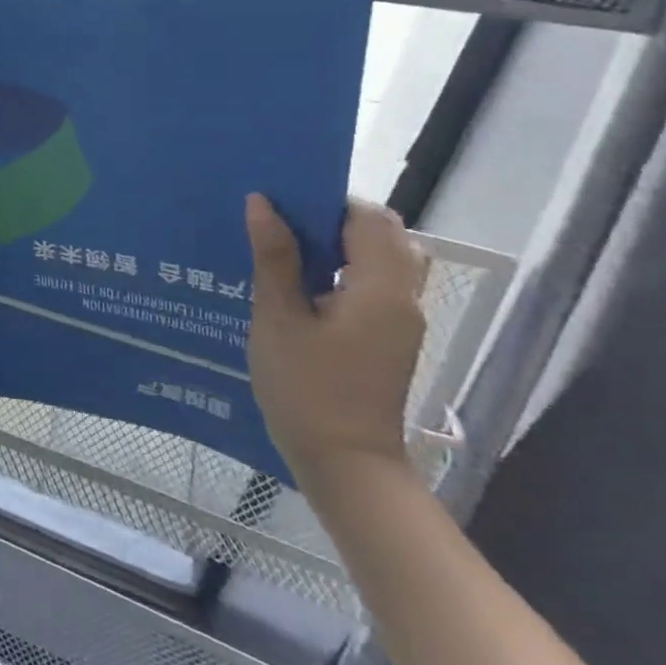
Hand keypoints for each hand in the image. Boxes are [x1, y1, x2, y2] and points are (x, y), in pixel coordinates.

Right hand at [245, 194, 428, 498]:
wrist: (344, 463)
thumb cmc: (307, 387)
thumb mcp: (279, 318)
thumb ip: (275, 257)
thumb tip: (263, 203)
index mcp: (381, 289)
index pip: (369, 219)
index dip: (327, 201)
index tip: (280, 201)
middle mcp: (402, 299)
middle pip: (383, 237)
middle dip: (333, 220)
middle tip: (279, 224)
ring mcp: (398, 321)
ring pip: (379, 261)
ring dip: (336, 247)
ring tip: (282, 251)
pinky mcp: (386, 339)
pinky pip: (370, 286)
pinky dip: (339, 272)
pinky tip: (295, 286)